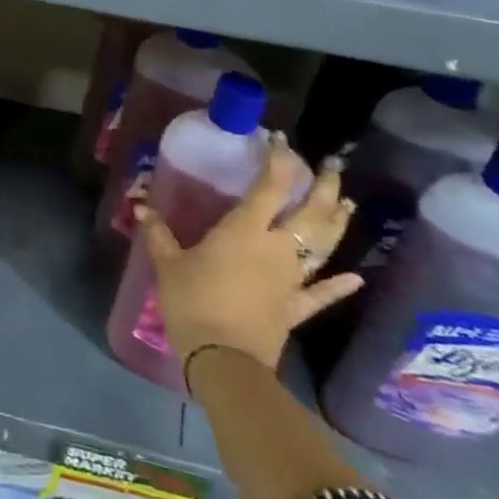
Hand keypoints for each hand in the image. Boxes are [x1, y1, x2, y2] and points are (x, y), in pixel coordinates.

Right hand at [130, 135, 361, 374]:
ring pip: (323, 247)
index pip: (268, 187)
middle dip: (322, 186)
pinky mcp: (296, 309)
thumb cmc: (192, 301)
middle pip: (309, 213)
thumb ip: (159, 232)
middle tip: (332, 165)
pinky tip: (356, 277)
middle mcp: (277, 248)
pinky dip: (340, 286)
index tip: (279, 140)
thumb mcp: (167, 263)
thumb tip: (141, 204)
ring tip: (347, 202)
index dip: (277, 161)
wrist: (223, 359)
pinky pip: (322, 294)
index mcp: (244, 231)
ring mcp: (292, 279)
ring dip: (336, 223)